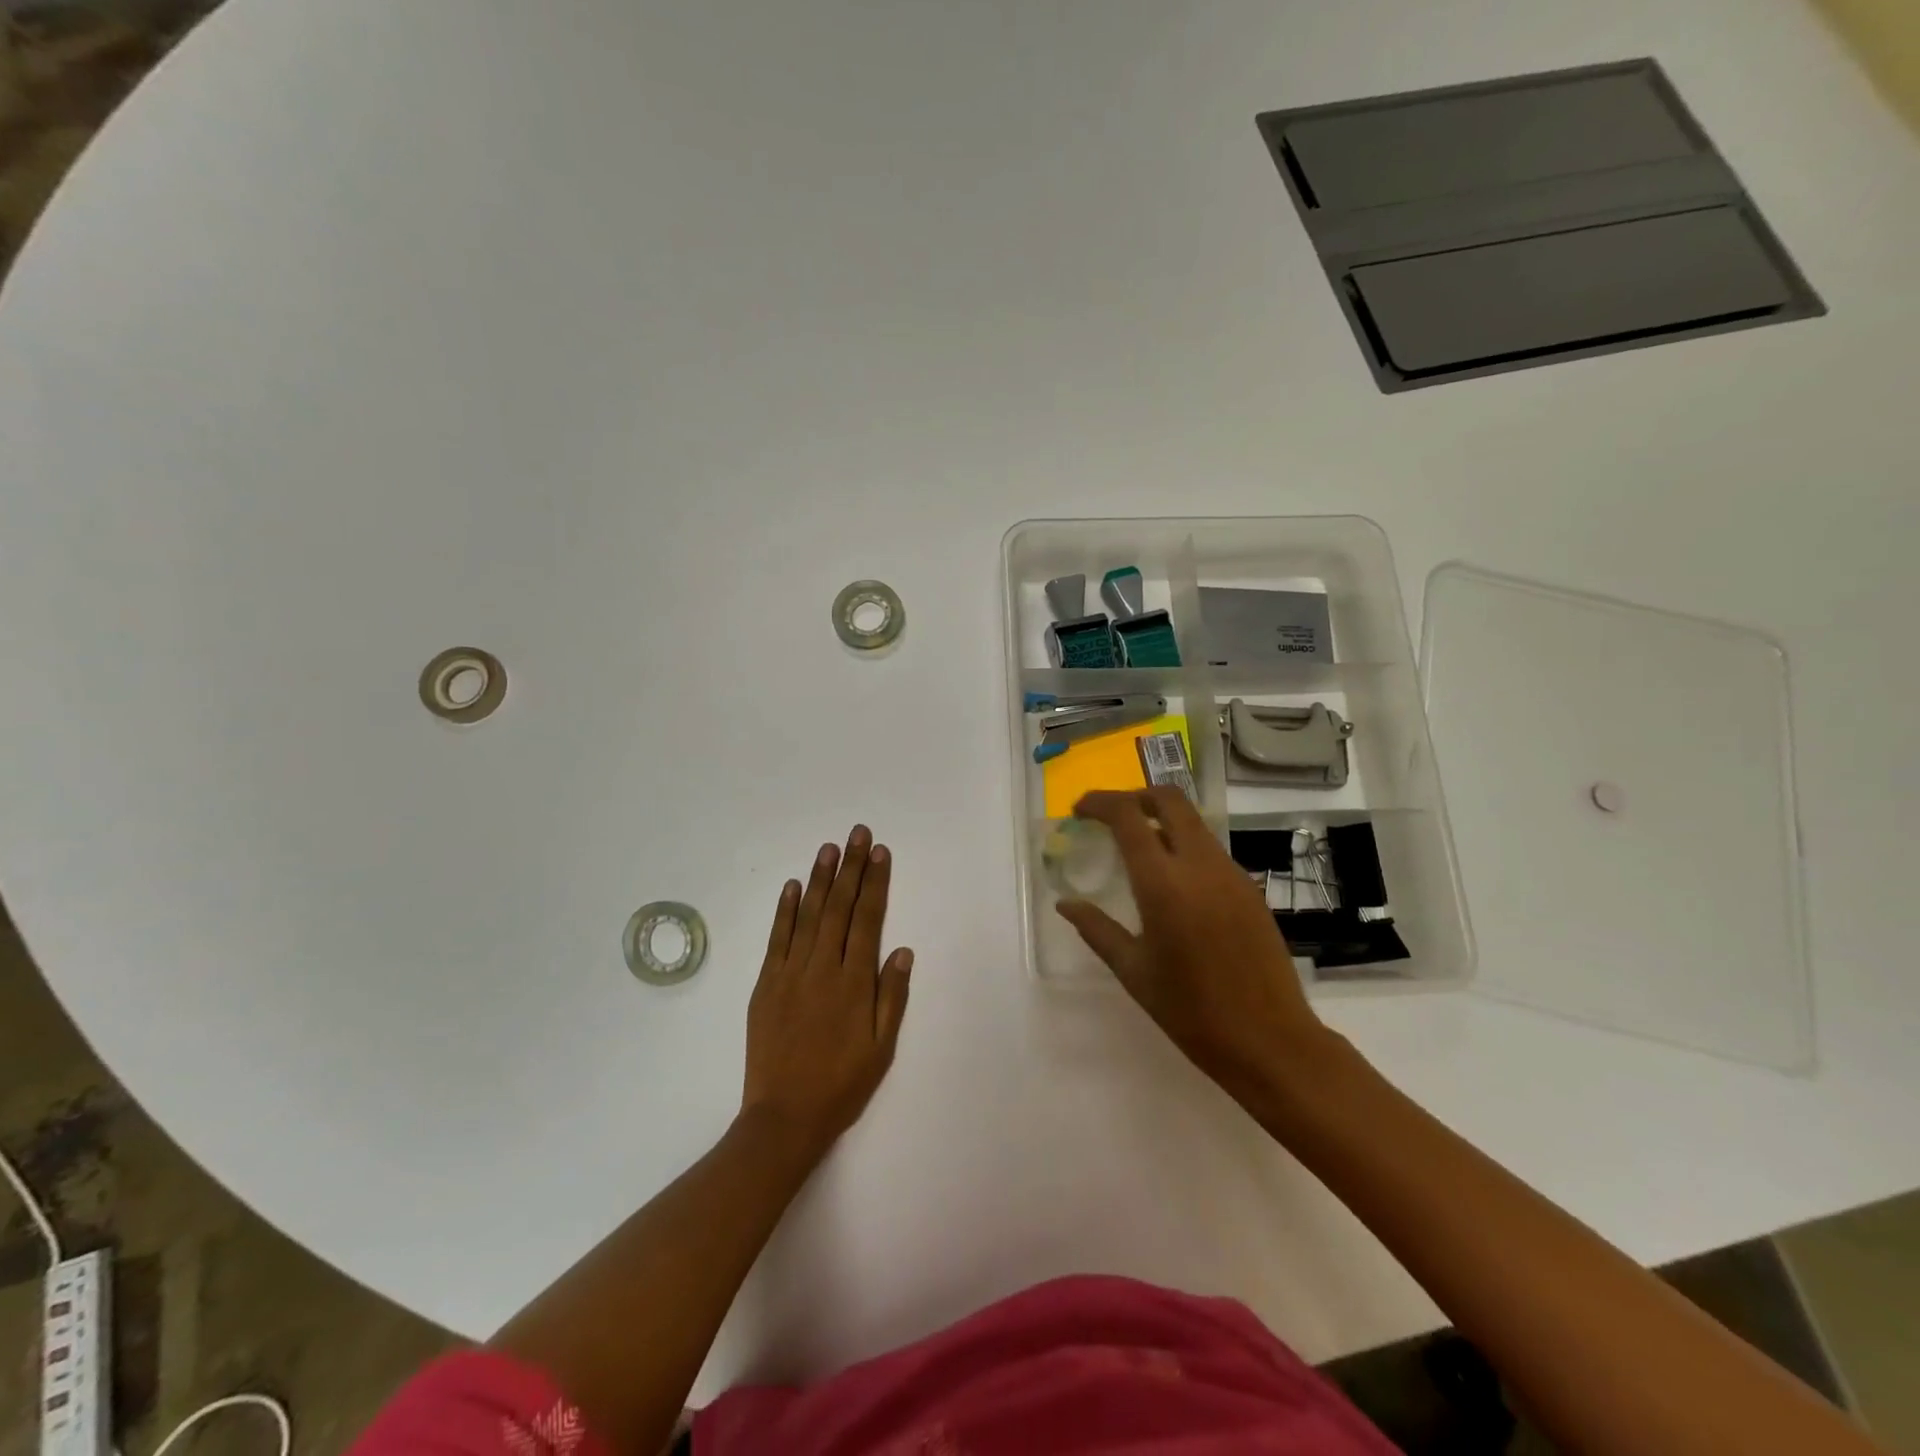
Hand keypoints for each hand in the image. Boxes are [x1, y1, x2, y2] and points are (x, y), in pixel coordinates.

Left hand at [742, 825, 911, 1160]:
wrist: (785, 1117)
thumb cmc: (842, 1084)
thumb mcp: (882, 1047)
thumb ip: (891, 995)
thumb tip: (902, 949)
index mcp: (854, 982)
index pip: (867, 919)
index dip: (875, 883)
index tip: (880, 853)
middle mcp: (822, 968)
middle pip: (840, 908)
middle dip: (851, 868)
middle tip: (857, 834)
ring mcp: (790, 973)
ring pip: (809, 915)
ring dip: (821, 879)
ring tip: (830, 848)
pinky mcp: (765, 984)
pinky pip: (777, 939)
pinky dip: (786, 910)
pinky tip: (793, 886)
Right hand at [1055, 788, 1327, 1106]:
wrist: (1270, 1041)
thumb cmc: (1191, 1011)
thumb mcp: (1133, 971)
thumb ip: (1096, 929)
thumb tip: (1065, 904)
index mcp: (1163, 884)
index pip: (1128, 816)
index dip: (1099, 803)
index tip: (1079, 811)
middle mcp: (1200, 865)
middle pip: (1169, 799)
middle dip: (1134, 796)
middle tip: (1109, 816)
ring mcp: (1231, 873)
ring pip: (1193, 822)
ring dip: (1161, 820)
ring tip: (1136, 849)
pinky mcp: (1250, 888)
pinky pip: (1210, 849)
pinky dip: (1184, 846)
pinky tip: (1172, 882)